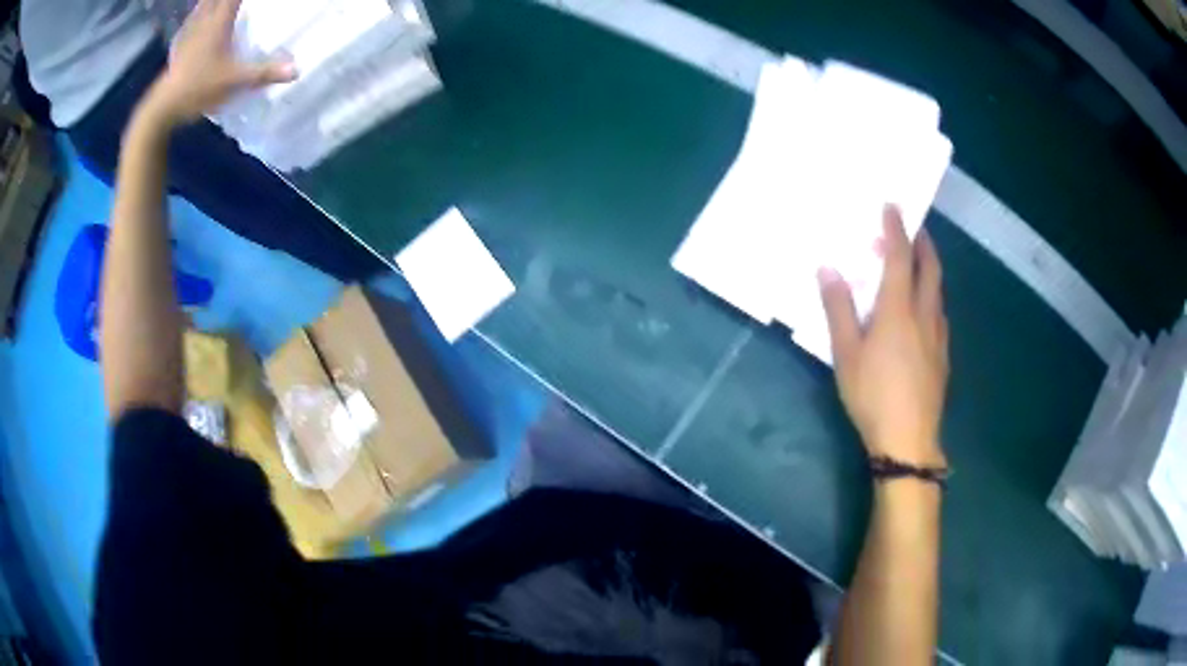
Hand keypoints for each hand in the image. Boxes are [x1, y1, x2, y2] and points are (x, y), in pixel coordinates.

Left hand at [144, 0, 295, 126]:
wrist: (162, 108)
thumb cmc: (198, 89)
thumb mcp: (233, 82)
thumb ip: (263, 73)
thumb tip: (297, 70)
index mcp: (219, 23)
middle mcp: (203, 23)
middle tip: (233, 1)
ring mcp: (188, 35)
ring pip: (201, 7)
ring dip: (209, 2)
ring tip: (216, 3)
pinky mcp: (178, 48)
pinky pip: (188, 24)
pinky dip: (194, 17)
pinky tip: (195, 21)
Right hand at [818, 205, 948, 467]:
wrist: (909, 440)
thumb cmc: (872, 395)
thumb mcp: (846, 354)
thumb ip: (839, 309)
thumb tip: (828, 268)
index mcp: (898, 310)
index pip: (900, 257)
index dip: (896, 229)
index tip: (893, 205)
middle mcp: (924, 315)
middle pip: (930, 269)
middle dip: (923, 242)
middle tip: (914, 227)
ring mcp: (938, 336)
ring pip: (938, 291)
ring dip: (930, 269)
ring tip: (918, 264)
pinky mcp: (943, 356)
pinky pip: (939, 314)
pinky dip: (932, 297)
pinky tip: (923, 311)